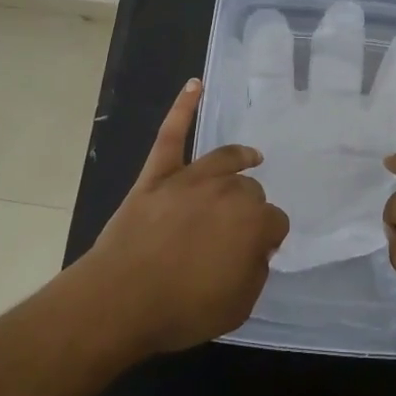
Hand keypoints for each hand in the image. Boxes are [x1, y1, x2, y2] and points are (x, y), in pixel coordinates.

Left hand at [76, 78, 289, 355]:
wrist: (120, 301)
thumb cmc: (181, 310)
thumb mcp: (238, 306)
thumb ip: (256, 272)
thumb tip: (255, 249)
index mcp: (253, 223)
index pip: (276, 222)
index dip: (268, 239)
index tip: (257, 253)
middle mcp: (228, 192)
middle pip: (251, 190)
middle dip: (249, 209)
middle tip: (235, 233)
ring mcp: (190, 178)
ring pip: (225, 160)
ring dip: (239, 159)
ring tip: (250, 158)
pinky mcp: (157, 175)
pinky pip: (171, 135)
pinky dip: (183, 108)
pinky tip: (194, 85)